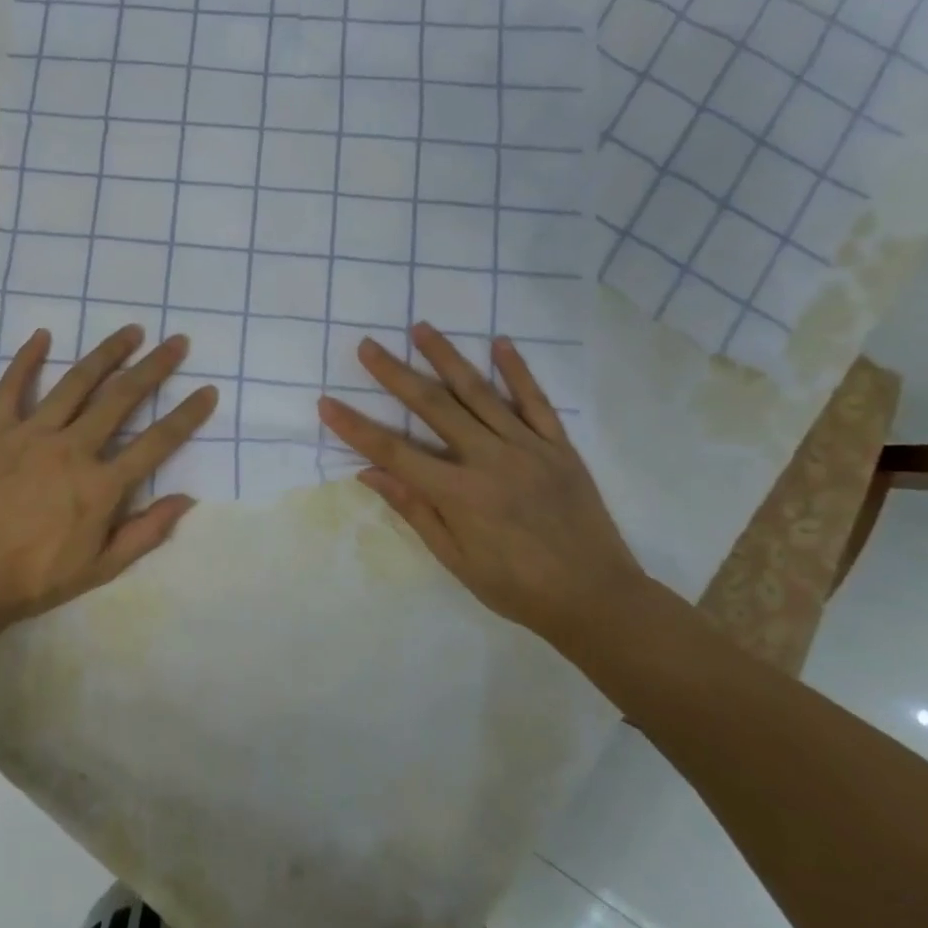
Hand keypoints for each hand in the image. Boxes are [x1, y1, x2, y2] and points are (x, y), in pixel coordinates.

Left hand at [0, 324, 217, 630]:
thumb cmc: (36, 578)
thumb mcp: (101, 568)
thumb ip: (146, 532)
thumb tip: (186, 498)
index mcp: (102, 485)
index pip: (157, 442)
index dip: (187, 415)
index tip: (208, 390)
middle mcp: (73, 449)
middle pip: (122, 398)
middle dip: (154, 367)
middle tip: (176, 342)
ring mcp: (32, 434)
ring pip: (76, 382)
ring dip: (107, 353)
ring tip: (131, 331)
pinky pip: (12, 387)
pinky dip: (27, 359)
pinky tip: (42, 335)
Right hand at [317, 322, 649, 639]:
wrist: (599, 599)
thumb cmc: (517, 588)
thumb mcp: (457, 559)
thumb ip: (415, 510)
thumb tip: (370, 472)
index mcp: (460, 494)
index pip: (395, 452)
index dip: (357, 428)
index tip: (327, 403)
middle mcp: (491, 460)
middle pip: (433, 407)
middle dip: (395, 374)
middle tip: (368, 345)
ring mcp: (529, 448)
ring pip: (480, 393)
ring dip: (447, 358)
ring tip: (421, 328)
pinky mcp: (560, 447)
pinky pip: (536, 401)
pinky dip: (518, 371)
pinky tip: (500, 343)